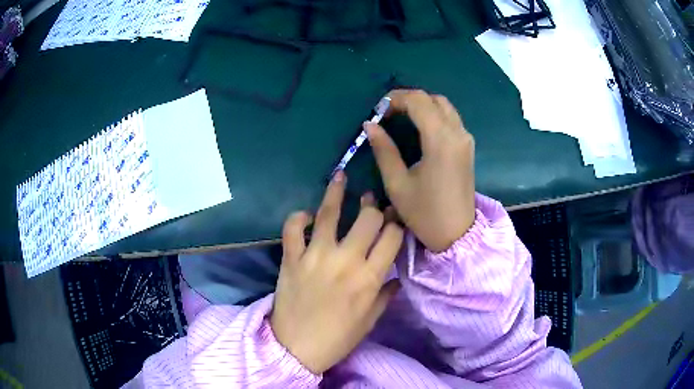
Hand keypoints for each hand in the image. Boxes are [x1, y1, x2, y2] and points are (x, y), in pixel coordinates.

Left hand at [270, 172, 403, 373]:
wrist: (296, 348)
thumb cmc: (338, 338)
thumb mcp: (370, 320)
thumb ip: (386, 294)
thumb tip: (397, 277)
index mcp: (369, 278)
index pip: (392, 236)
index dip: (397, 223)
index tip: (396, 219)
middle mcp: (346, 260)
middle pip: (368, 218)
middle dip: (374, 207)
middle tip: (372, 203)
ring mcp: (315, 256)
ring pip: (329, 213)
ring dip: (337, 192)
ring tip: (341, 176)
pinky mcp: (291, 258)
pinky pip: (293, 228)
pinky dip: (298, 218)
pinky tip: (306, 214)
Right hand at [366, 89, 475, 252]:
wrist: (457, 234)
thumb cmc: (425, 213)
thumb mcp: (397, 183)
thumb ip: (383, 150)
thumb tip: (370, 125)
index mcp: (440, 140)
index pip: (418, 101)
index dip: (395, 99)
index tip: (378, 111)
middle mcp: (457, 133)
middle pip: (433, 98)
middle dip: (408, 99)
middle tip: (387, 113)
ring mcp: (465, 139)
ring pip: (444, 106)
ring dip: (422, 105)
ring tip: (401, 117)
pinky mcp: (467, 147)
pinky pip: (451, 118)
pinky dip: (434, 114)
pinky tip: (419, 127)